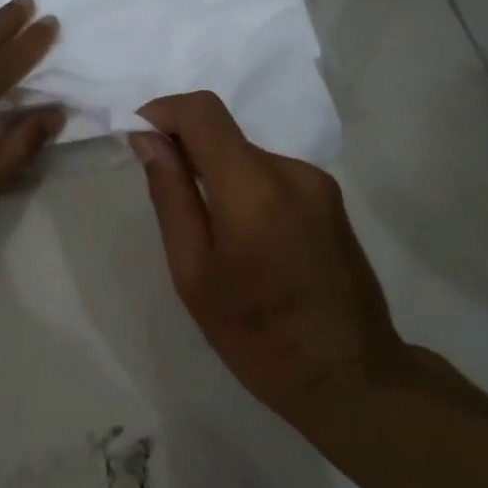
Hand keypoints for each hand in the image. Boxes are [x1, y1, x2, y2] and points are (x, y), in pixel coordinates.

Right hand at [130, 91, 413, 421]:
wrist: (349, 375)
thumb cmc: (257, 335)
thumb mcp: (194, 273)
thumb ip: (172, 197)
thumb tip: (149, 141)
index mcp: (254, 187)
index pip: (204, 112)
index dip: (164, 112)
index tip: (138, 136)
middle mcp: (292, 171)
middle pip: (226, 136)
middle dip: (188, 151)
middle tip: (167, 199)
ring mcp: (319, 185)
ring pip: (250, 157)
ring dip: (218, 175)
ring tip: (210, 235)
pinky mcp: (331, 201)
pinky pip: (274, 178)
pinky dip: (247, 190)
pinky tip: (247, 242)